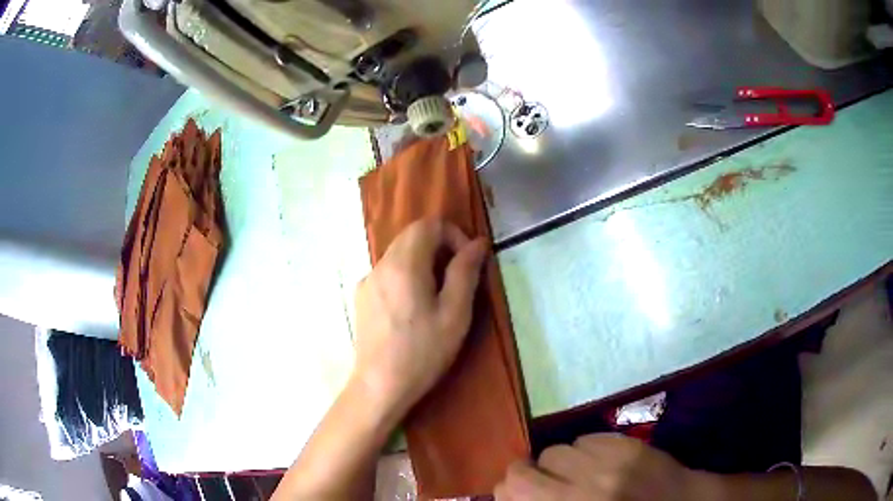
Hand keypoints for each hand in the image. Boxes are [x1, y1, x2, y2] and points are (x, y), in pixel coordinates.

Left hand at [352, 218, 487, 418]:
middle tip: (457, 279)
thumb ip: (465, 272)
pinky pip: (388, 272)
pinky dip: (406, 276)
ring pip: (399, 254)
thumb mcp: (454, 313)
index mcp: (404, 264)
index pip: (428, 224)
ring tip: (437, 297)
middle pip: (411, 236)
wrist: (379, 386)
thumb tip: (477, 243)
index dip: (453, 234)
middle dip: (440, 247)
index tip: (467, 262)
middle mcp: (380, 265)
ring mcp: (367, 281)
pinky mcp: (362, 297)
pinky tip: (412, 309)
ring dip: (423, 262)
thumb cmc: (422, 352)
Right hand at [495, 434, 708, 500]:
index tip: (515, 495)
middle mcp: (581, 489)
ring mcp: (606, 463)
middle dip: (526, 475)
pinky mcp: (626, 444)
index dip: (506, 492)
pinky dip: (586, 450)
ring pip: (556, 450)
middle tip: (542, 483)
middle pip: (524, 470)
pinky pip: (586, 439)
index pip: (511, 491)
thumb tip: (513, 494)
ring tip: (580, 474)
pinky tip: (602, 463)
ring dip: (561, 463)